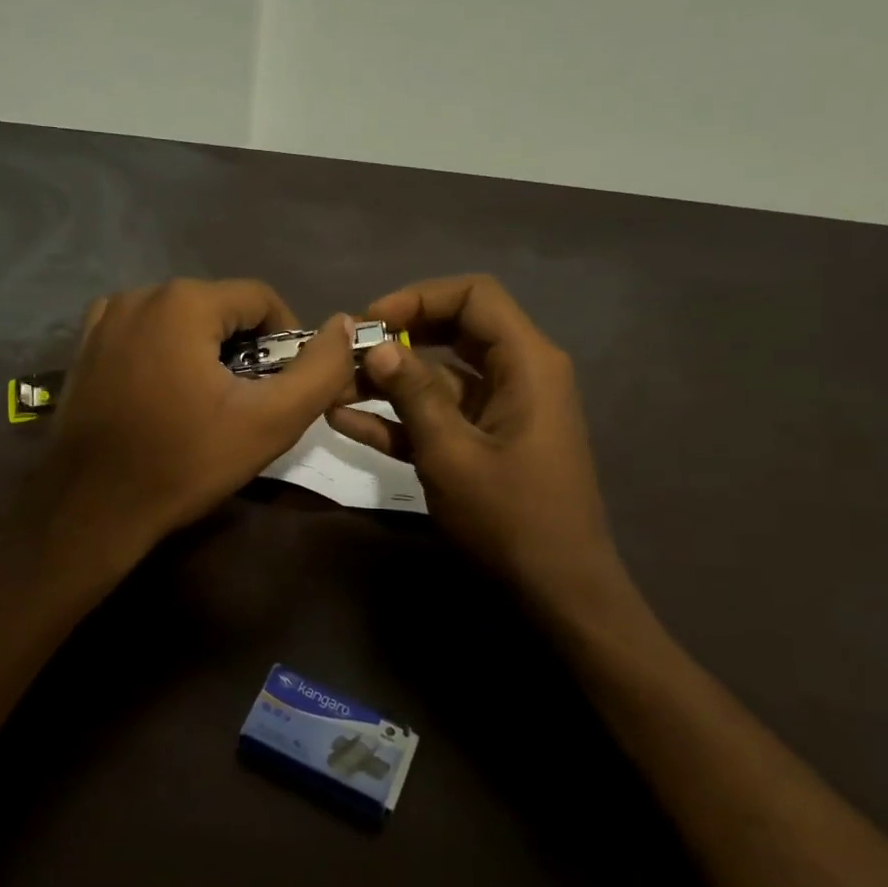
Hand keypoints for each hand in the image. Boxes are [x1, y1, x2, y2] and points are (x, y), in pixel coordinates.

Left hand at [43, 279, 354, 552]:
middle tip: (247, 403)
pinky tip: (165, 399)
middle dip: (244, 349)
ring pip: (181, 322)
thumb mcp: (270, 422)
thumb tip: (345, 325)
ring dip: (205, 353)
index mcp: (184, 302)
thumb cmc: (185, 463)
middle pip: (219, 309)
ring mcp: (105, 319)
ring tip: (207, 405)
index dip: (286, 340)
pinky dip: (166, 356)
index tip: (284, 386)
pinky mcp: (85, 346)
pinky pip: (145, 336)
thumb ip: (320, 370)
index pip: (261, 299)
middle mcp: (140, 294)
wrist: (93, 508)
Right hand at [328, 275, 633, 614]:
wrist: (555, 590)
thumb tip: (377, 345)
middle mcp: (517, 374)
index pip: (474, 296)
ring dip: (388, 382)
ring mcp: (499, 410)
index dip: (418, 298)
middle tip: (347, 352)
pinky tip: (345, 420)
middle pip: (453, 331)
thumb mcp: (451, 452)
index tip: (369, 321)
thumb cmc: (509, 517)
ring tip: (332, 388)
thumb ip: (412, 393)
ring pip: (439, 376)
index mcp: (526, 362)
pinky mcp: (483, 442)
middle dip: (397, 338)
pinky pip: (439, 415)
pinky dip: (399, 417)